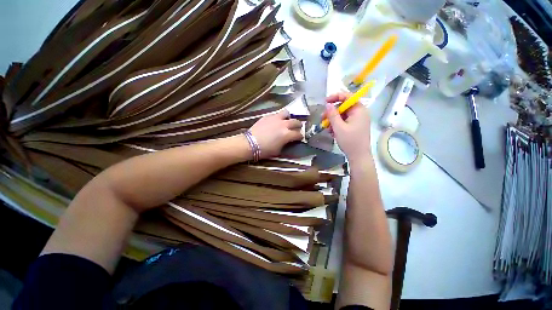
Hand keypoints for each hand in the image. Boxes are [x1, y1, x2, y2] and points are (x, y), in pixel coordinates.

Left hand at [249, 110, 302, 158]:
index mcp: (287, 134)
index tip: (299, 138)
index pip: (298, 134)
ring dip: (289, 118)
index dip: (300, 137)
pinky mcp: (268, 116)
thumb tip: (288, 141)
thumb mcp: (278, 151)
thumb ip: (286, 144)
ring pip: (287, 113)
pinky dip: (279, 118)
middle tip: (297, 129)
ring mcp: (275, 118)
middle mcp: (283, 124)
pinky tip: (275, 122)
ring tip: (286, 121)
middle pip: (296, 122)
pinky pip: (276, 114)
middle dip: (298, 126)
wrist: (250, 143)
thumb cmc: (265, 150)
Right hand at [325, 92, 371, 160]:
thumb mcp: (339, 127)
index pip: (348, 96)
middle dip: (332, 113)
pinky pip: (344, 121)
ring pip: (342, 115)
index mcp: (359, 110)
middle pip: (343, 107)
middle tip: (322, 119)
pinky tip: (332, 132)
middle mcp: (359, 113)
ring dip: (333, 120)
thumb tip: (327, 104)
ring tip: (327, 129)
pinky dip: (337, 125)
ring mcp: (357, 120)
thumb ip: (332, 115)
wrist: (358, 156)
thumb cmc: (350, 141)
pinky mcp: (354, 126)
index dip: (336, 97)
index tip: (325, 102)